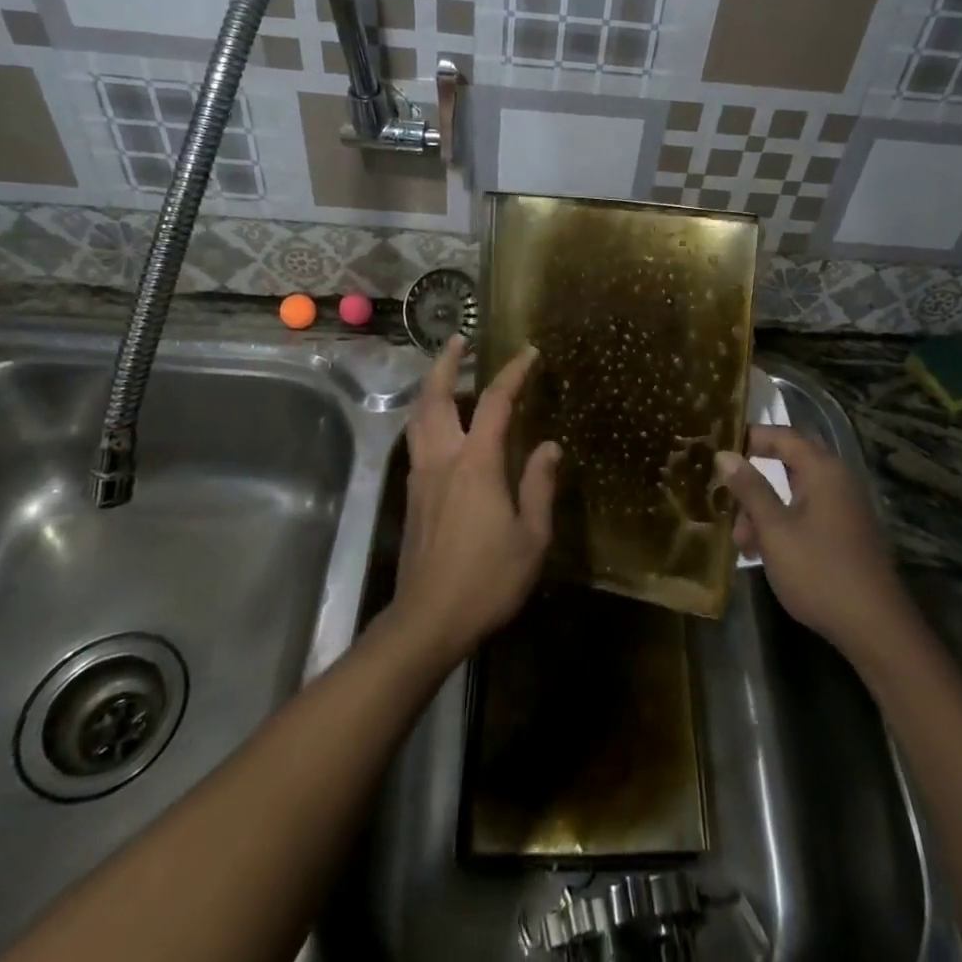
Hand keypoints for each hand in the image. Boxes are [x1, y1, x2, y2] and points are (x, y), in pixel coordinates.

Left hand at [393, 336, 558, 664]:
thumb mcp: (531, 537)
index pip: (496, 403)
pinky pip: (417, 440)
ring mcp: (421, 476)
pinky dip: (427, 417)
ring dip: (432, 387)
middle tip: (459, 341)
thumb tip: (550, 446)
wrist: (427, 621)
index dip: (513, 373)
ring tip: (449, 373)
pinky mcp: (412, 495)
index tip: (529, 353)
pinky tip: (442, 426)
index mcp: (476, 463)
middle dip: (448, 364)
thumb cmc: (486, 579)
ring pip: (419, 417)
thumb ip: (540, 486)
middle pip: (437, 397)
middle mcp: (443, 458)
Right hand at [718, 426, 909, 655]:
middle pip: (788, 463)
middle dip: (754, 480)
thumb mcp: (775, 530)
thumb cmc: (819, 571)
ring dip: (765, 509)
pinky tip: (763, 551)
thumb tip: (725, 455)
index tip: (719, 448)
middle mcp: (837, 480)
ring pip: (795, 493)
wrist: (876, 628)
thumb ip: (750, 489)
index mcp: (823, 470)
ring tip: (741, 540)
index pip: (782, 435)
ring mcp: (845, 507)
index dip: (750, 437)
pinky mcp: (847, 532)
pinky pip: (808, 513)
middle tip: (725, 497)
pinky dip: (783, 523)